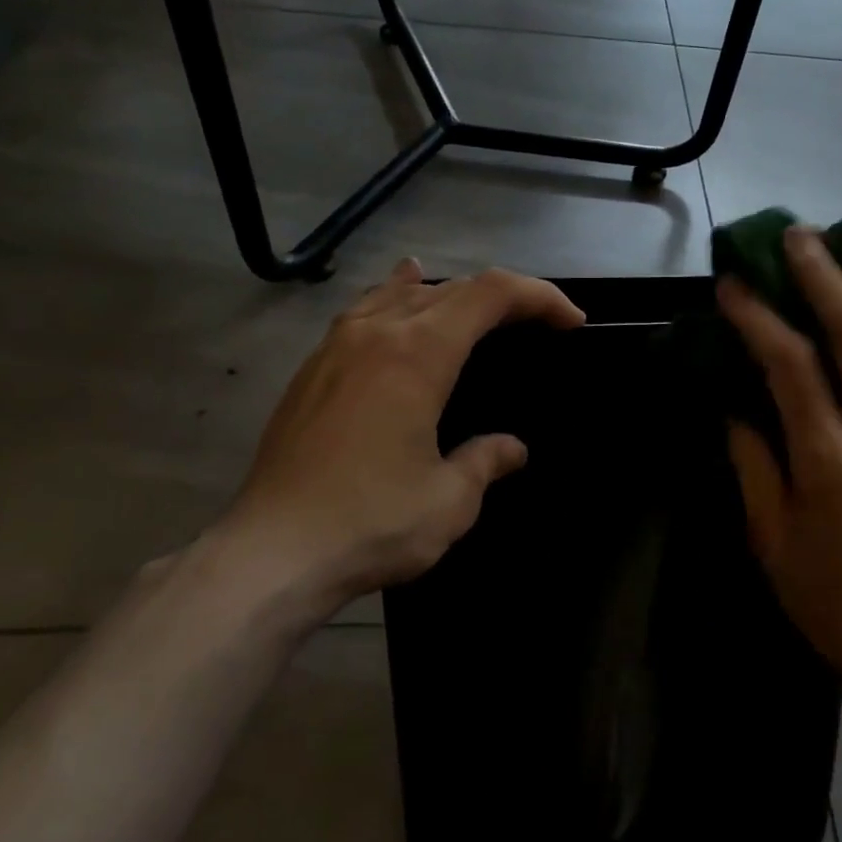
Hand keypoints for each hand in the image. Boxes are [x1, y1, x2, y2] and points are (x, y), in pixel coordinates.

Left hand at [213, 261, 583, 613]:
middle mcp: (377, 334)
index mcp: (418, 354)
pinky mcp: (311, 372)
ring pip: (400, 294)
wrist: (270, 552)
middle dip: (502, 297)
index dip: (538, 297)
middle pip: (450, 289)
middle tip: (536, 323)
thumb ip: (486, 461)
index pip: (490, 295)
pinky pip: (363, 314)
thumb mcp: (449, 500)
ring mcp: (335, 348)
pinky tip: (394, 306)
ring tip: (475, 305)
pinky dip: (394, 300)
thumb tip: (512, 449)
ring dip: (448, 294)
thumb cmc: (370, 523)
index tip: (571, 322)